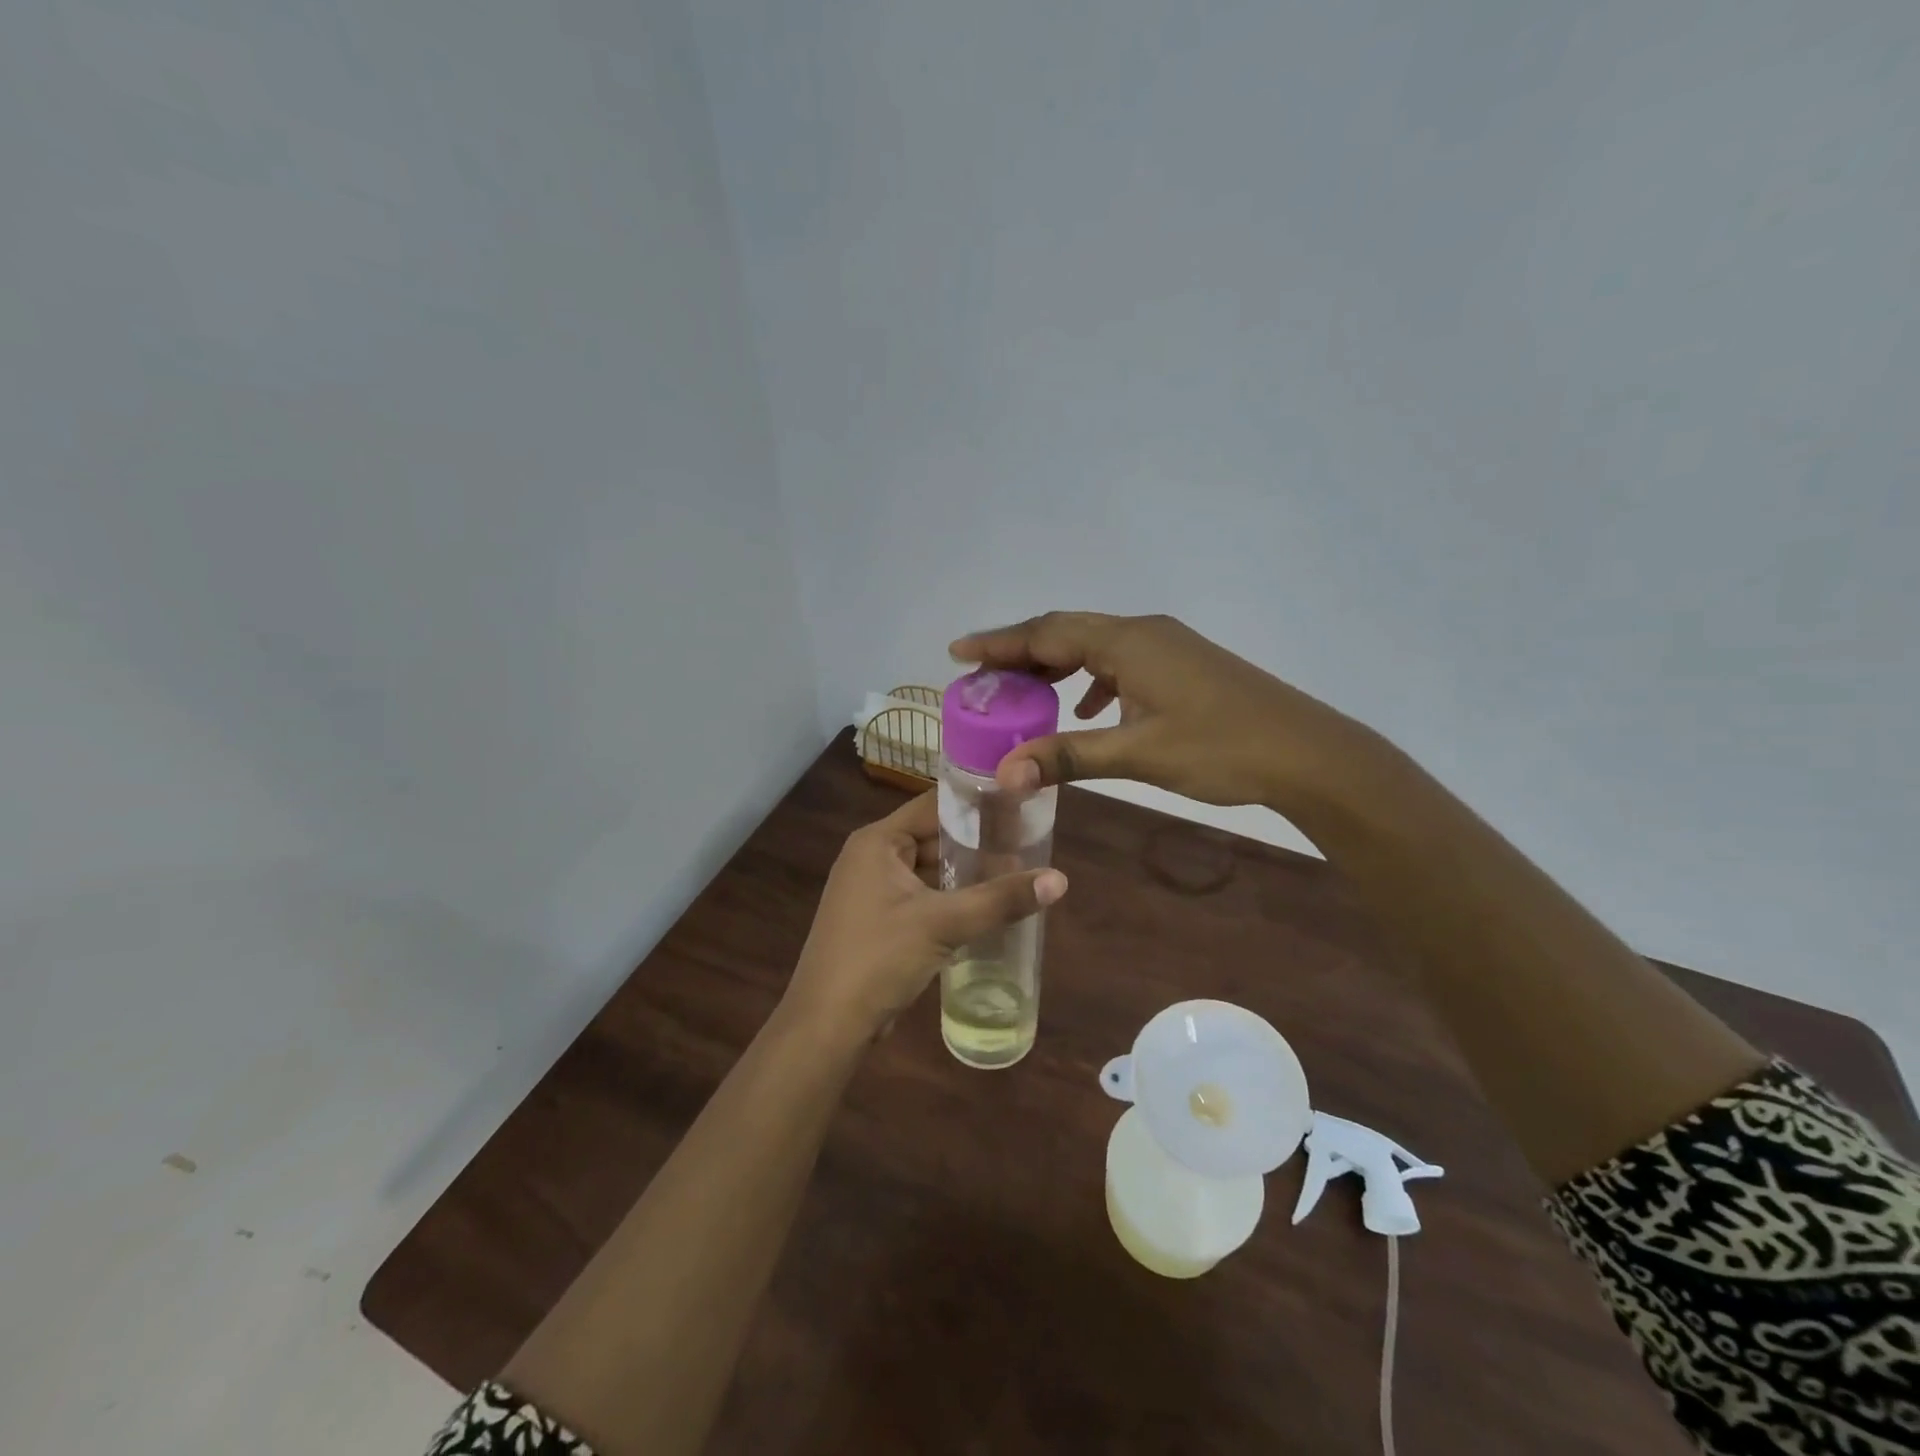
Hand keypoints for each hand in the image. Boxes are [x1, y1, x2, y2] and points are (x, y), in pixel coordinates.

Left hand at [784, 791, 1067, 1040]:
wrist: (827, 1026)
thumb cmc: (878, 959)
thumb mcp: (942, 924)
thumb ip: (1000, 899)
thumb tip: (1060, 879)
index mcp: (878, 841)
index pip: (934, 805)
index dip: (976, 803)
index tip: (1020, 804)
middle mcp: (872, 857)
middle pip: (934, 837)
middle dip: (978, 843)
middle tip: (1028, 843)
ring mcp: (873, 890)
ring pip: (930, 869)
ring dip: (967, 874)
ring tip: (1017, 872)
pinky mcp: (880, 920)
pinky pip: (923, 896)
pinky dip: (952, 898)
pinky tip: (987, 907)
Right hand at [950, 612, 1375, 812]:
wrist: (1307, 753)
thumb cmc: (1220, 748)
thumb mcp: (1138, 753)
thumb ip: (1069, 757)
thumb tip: (1005, 773)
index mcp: (1127, 643)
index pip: (1046, 633)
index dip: (999, 643)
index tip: (958, 652)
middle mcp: (1143, 632)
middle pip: (1066, 631)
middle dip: (1020, 651)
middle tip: (982, 676)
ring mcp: (1167, 646)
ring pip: (1094, 645)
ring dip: (1055, 665)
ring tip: (1023, 693)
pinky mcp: (1182, 665)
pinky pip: (1120, 661)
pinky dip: (1091, 680)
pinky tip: (1087, 710)